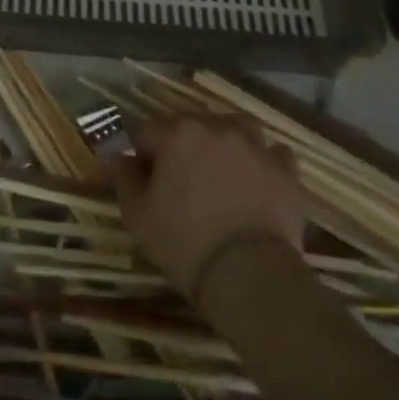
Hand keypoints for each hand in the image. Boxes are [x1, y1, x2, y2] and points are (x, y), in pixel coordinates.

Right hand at [106, 114, 307, 295]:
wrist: (250, 275)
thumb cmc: (184, 242)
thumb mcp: (138, 214)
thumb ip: (123, 176)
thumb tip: (113, 152)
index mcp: (176, 134)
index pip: (147, 131)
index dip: (141, 155)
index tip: (143, 180)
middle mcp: (216, 128)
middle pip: (190, 124)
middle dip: (180, 145)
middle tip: (178, 180)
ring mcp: (255, 147)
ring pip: (235, 127)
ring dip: (224, 141)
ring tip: (220, 169)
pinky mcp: (285, 171)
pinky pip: (273, 153)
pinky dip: (263, 160)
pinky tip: (257, 178)